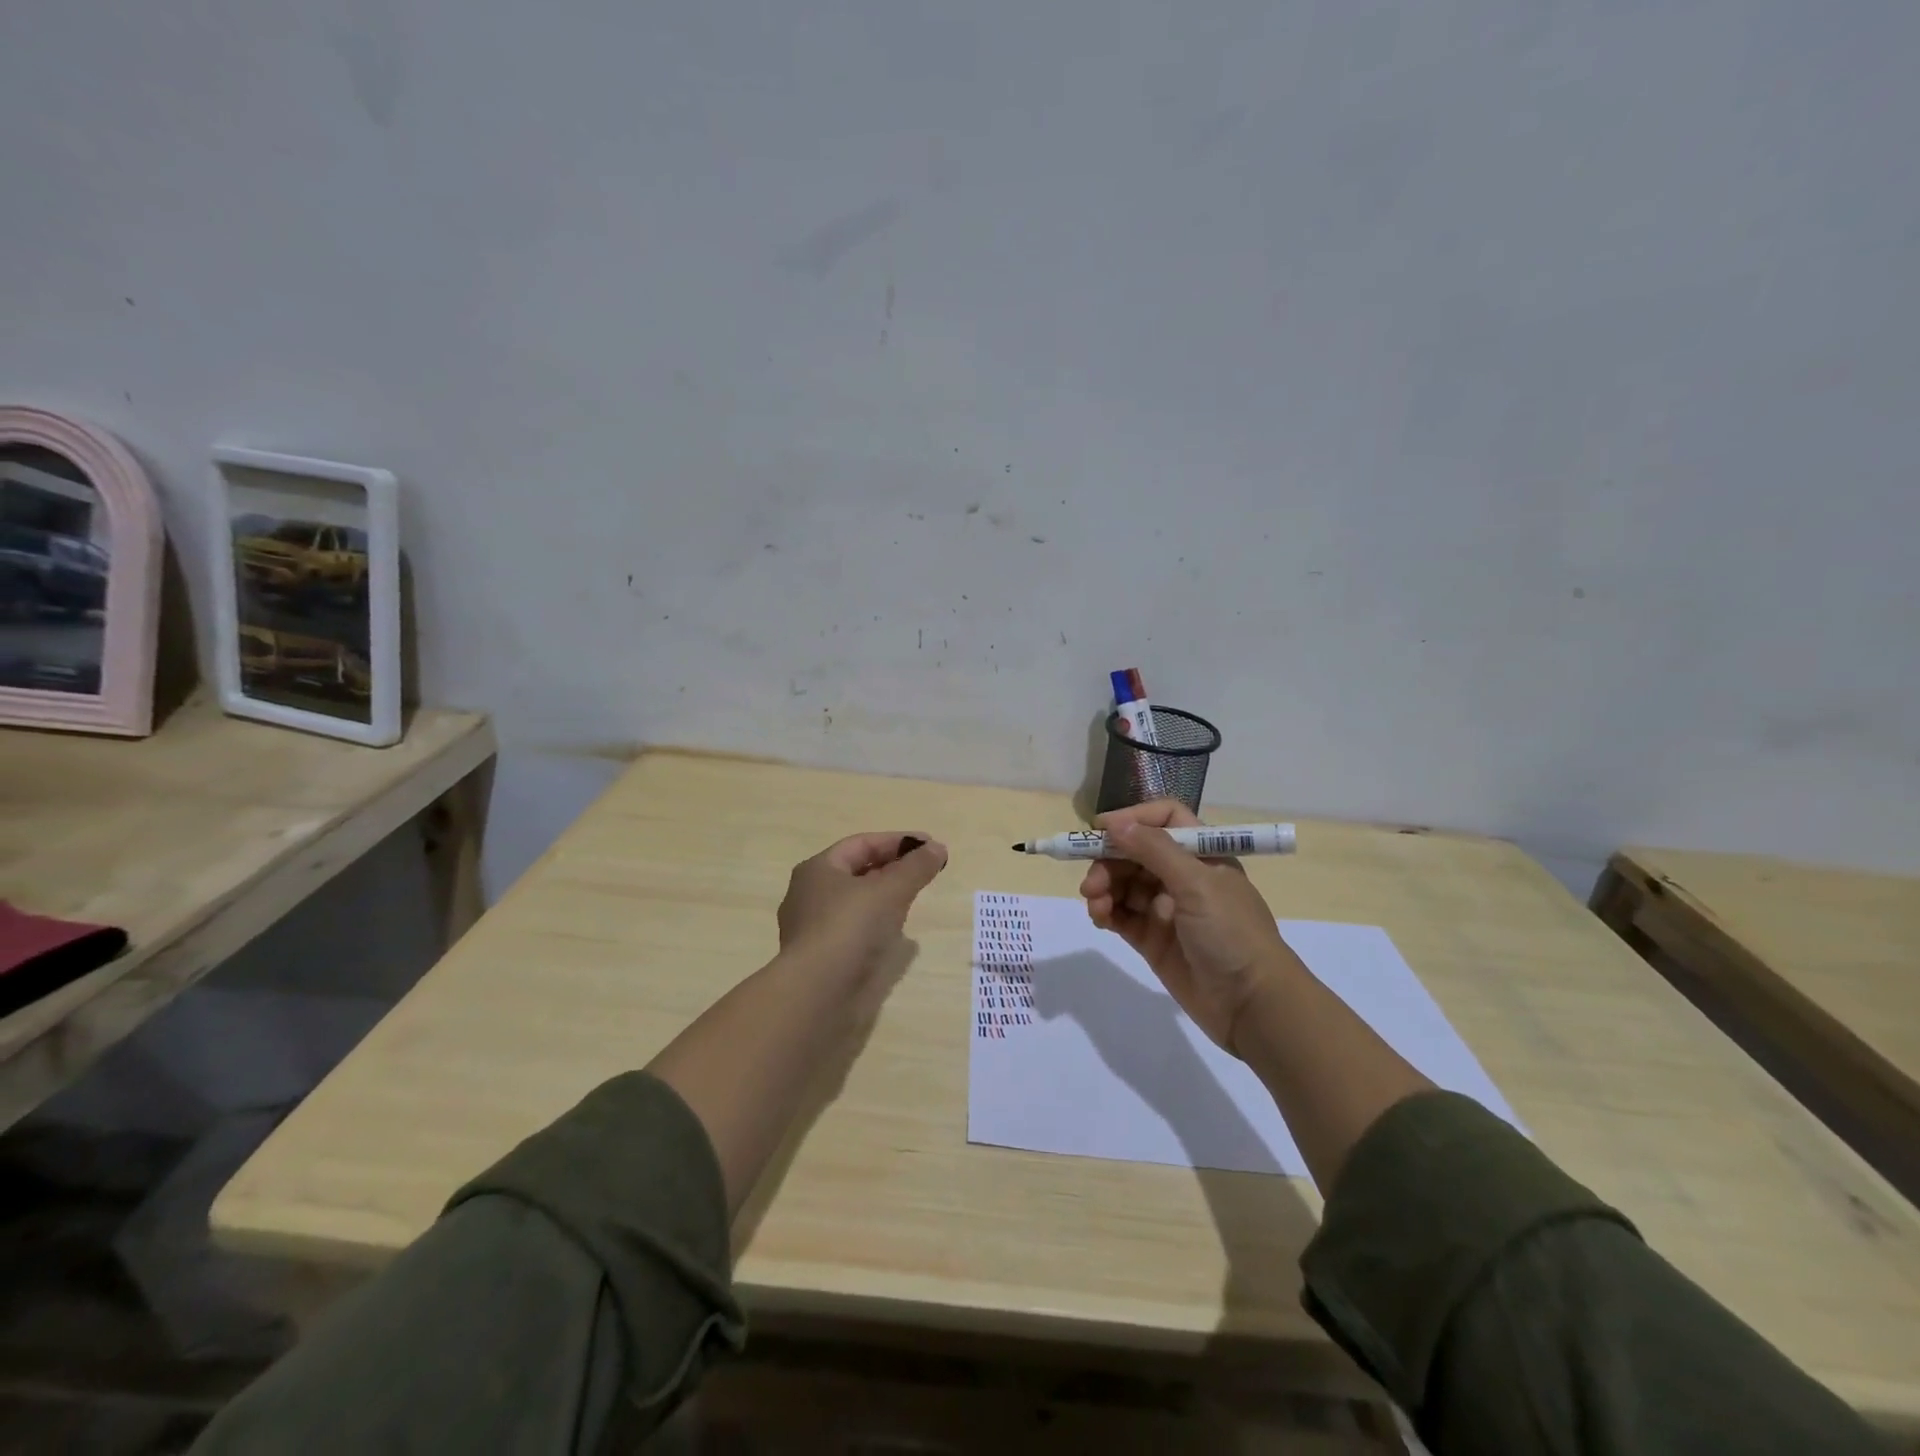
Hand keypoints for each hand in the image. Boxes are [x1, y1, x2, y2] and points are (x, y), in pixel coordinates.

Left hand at [777, 832, 948, 983]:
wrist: (817, 994)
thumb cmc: (850, 928)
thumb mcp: (890, 890)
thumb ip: (916, 867)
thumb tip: (938, 848)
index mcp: (818, 869)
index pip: (862, 844)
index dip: (897, 841)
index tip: (930, 845)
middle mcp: (808, 894)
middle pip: (857, 871)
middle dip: (892, 868)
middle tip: (924, 871)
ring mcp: (812, 928)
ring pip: (855, 902)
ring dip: (884, 897)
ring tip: (913, 899)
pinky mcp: (821, 957)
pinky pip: (853, 930)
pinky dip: (876, 924)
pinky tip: (895, 935)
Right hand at [1079, 801, 1298, 1053]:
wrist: (1252, 1006)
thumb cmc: (1232, 933)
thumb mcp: (1197, 884)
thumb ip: (1154, 849)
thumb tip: (1115, 822)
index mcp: (1203, 854)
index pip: (1165, 820)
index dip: (1134, 819)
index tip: (1100, 829)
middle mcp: (1184, 876)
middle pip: (1136, 852)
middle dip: (1110, 861)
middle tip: (1091, 882)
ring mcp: (1167, 909)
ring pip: (1124, 884)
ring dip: (1104, 887)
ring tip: (1095, 905)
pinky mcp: (1153, 939)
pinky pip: (1122, 915)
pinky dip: (1106, 912)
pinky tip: (1100, 917)